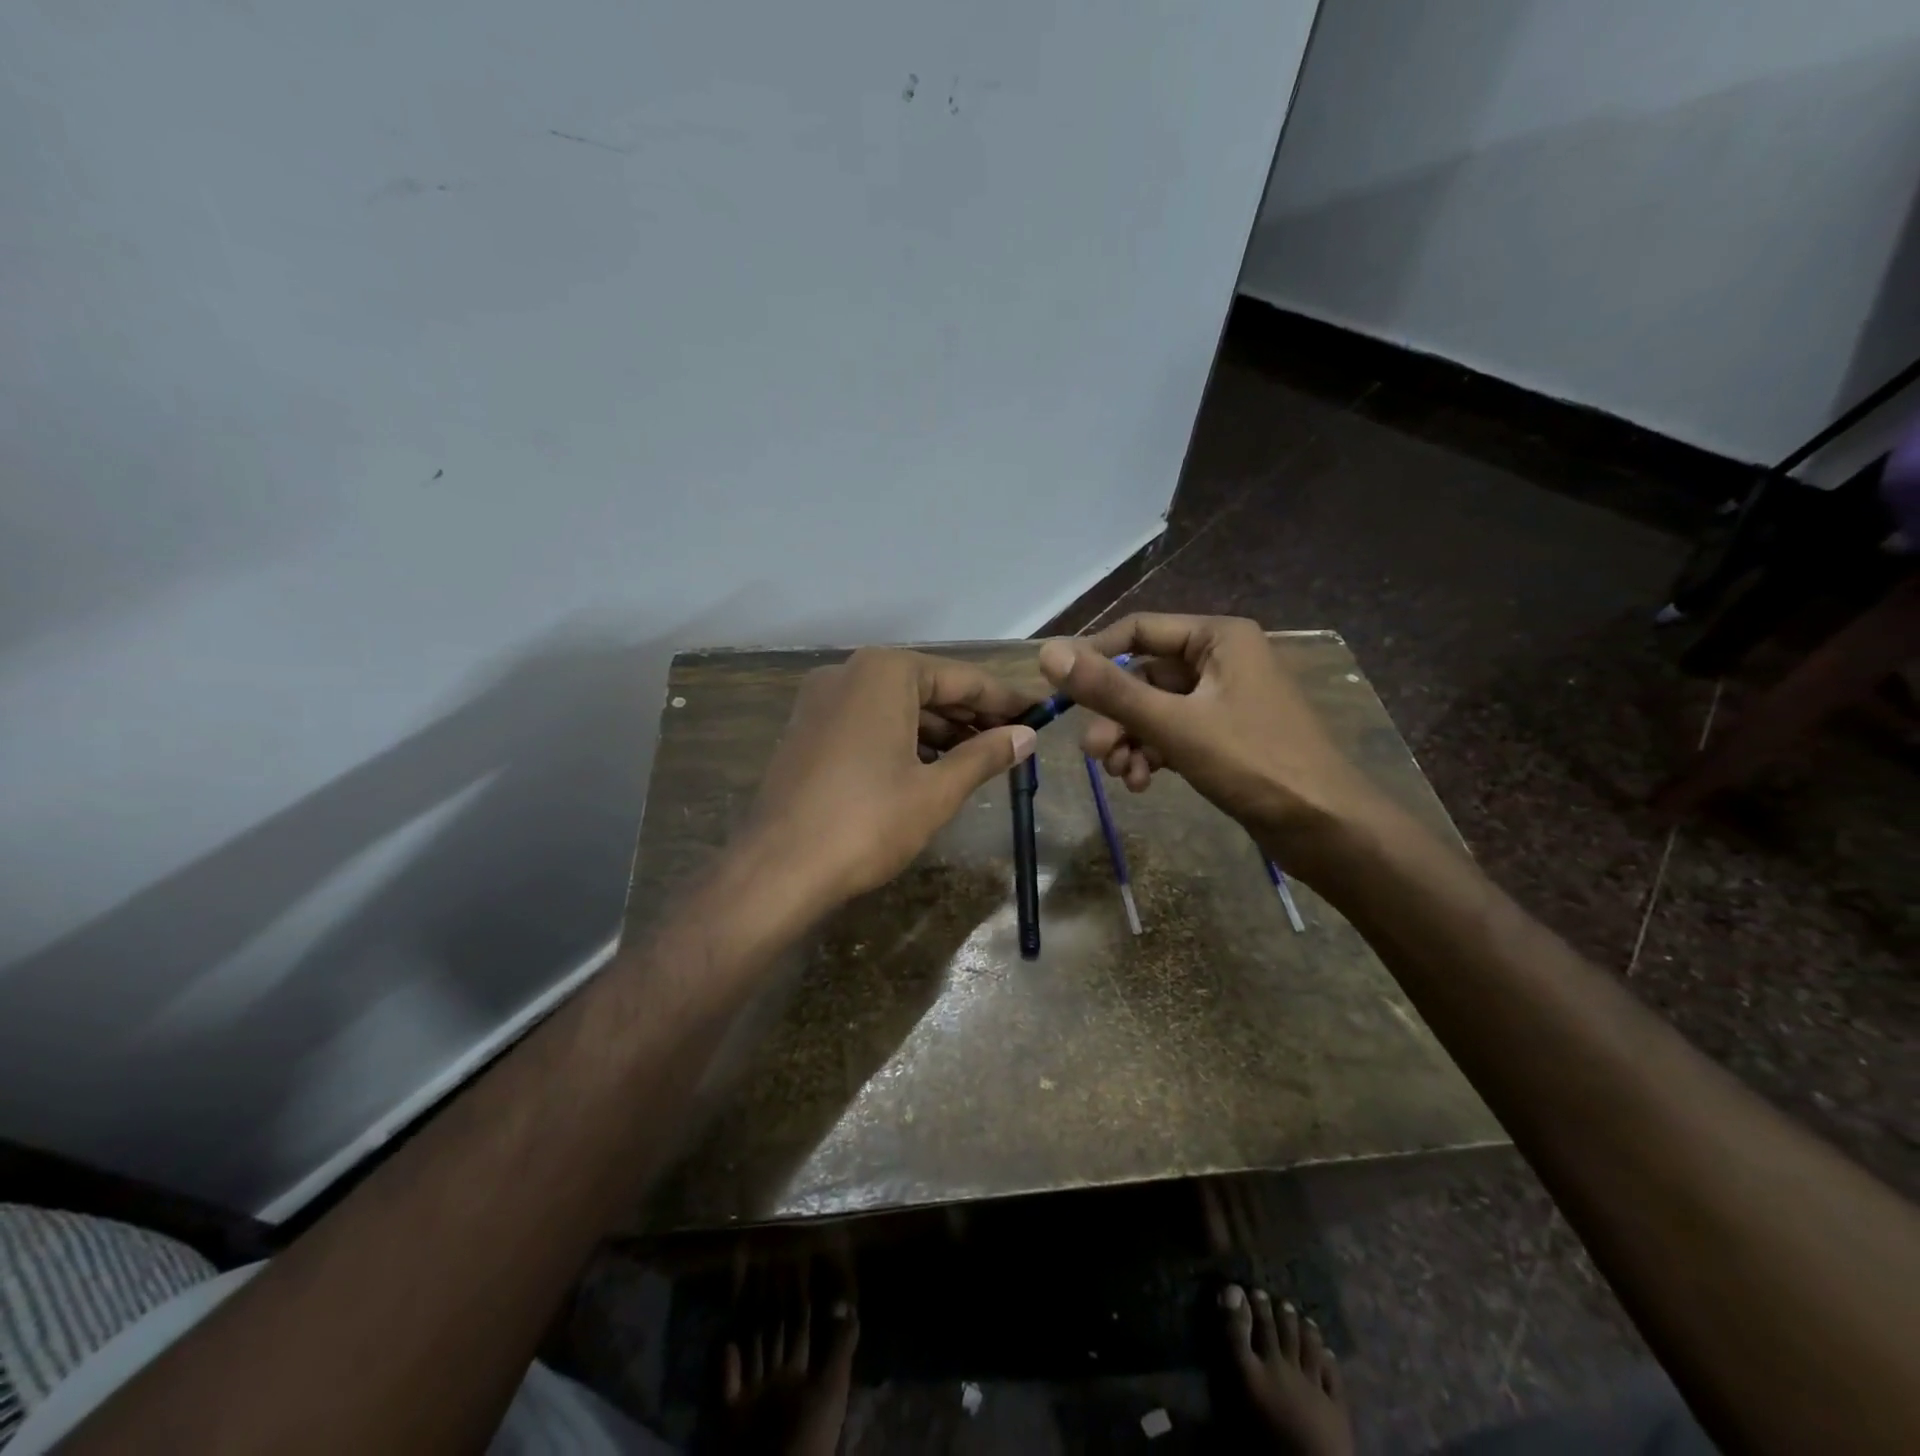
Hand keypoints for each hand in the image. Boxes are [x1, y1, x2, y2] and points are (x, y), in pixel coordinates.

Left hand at [744, 647, 1037, 909]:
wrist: (778, 868)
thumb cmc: (868, 822)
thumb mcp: (936, 790)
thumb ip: (984, 755)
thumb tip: (1026, 736)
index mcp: (885, 673)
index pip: (961, 678)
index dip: (1004, 698)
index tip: (1040, 712)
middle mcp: (850, 673)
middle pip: (927, 687)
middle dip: (972, 714)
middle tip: (1016, 738)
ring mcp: (822, 700)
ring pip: (897, 706)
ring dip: (939, 729)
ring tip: (981, 756)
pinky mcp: (807, 730)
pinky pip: (869, 722)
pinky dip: (904, 738)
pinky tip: (931, 765)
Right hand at [1035, 614, 1381, 856]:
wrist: (1326, 827)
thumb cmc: (1253, 763)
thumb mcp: (1173, 724)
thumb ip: (1109, 690)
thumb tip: (1047, 654)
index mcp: (1218, 637)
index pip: (1137, 631)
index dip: (1094, 657)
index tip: (1059, 692)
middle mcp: (1220, 659)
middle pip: (1143, 676)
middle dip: (1114, 716)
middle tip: (1093, 754)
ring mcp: (1223, 700)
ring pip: (1154, 710)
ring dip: (1129, 740)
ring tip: (1120, 775)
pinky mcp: (1225, 736)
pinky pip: (1173, 734)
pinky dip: (1152, 754)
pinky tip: (1141, 783)